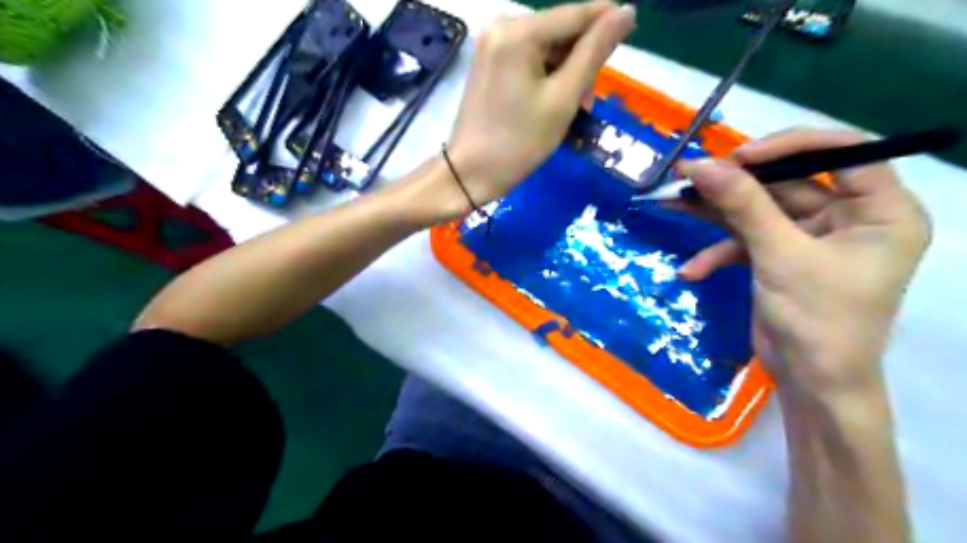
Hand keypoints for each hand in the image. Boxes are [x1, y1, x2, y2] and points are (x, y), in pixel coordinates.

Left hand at [436, 3, 636, 218]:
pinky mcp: (488, 63)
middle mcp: (502, 26)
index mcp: (519, 31)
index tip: (632, 34)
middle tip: (586, 102)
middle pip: (560, 31)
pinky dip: (546, 77)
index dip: (607, 22)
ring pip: (546, 47)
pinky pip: (528, 59)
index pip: (576, 14)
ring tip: (571, 109)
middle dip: (580, 61)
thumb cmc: (519, 142)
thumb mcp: (563, 99)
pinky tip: (551, 103)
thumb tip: (626, 12)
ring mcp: (492, 44)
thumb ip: (594, 53)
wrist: (469, 173)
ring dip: (565, 73)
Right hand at [675, 130, 933, 401]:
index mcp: (880, 209)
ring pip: (759, 209)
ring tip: (674, 203)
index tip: (736, 157)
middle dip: (735, 184)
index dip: (787, 145)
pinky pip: (747, 240)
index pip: (842, 151)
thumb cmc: (817, 319)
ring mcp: (810, 237)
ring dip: (717, 212)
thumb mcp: (780, 256)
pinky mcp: (781, 256)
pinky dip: (719, 252)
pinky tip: (692, 270)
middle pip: (788, 181)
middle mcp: (849, 216)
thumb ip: (742, 205)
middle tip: (689, 177)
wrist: (808, 382)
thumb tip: (701, 166)